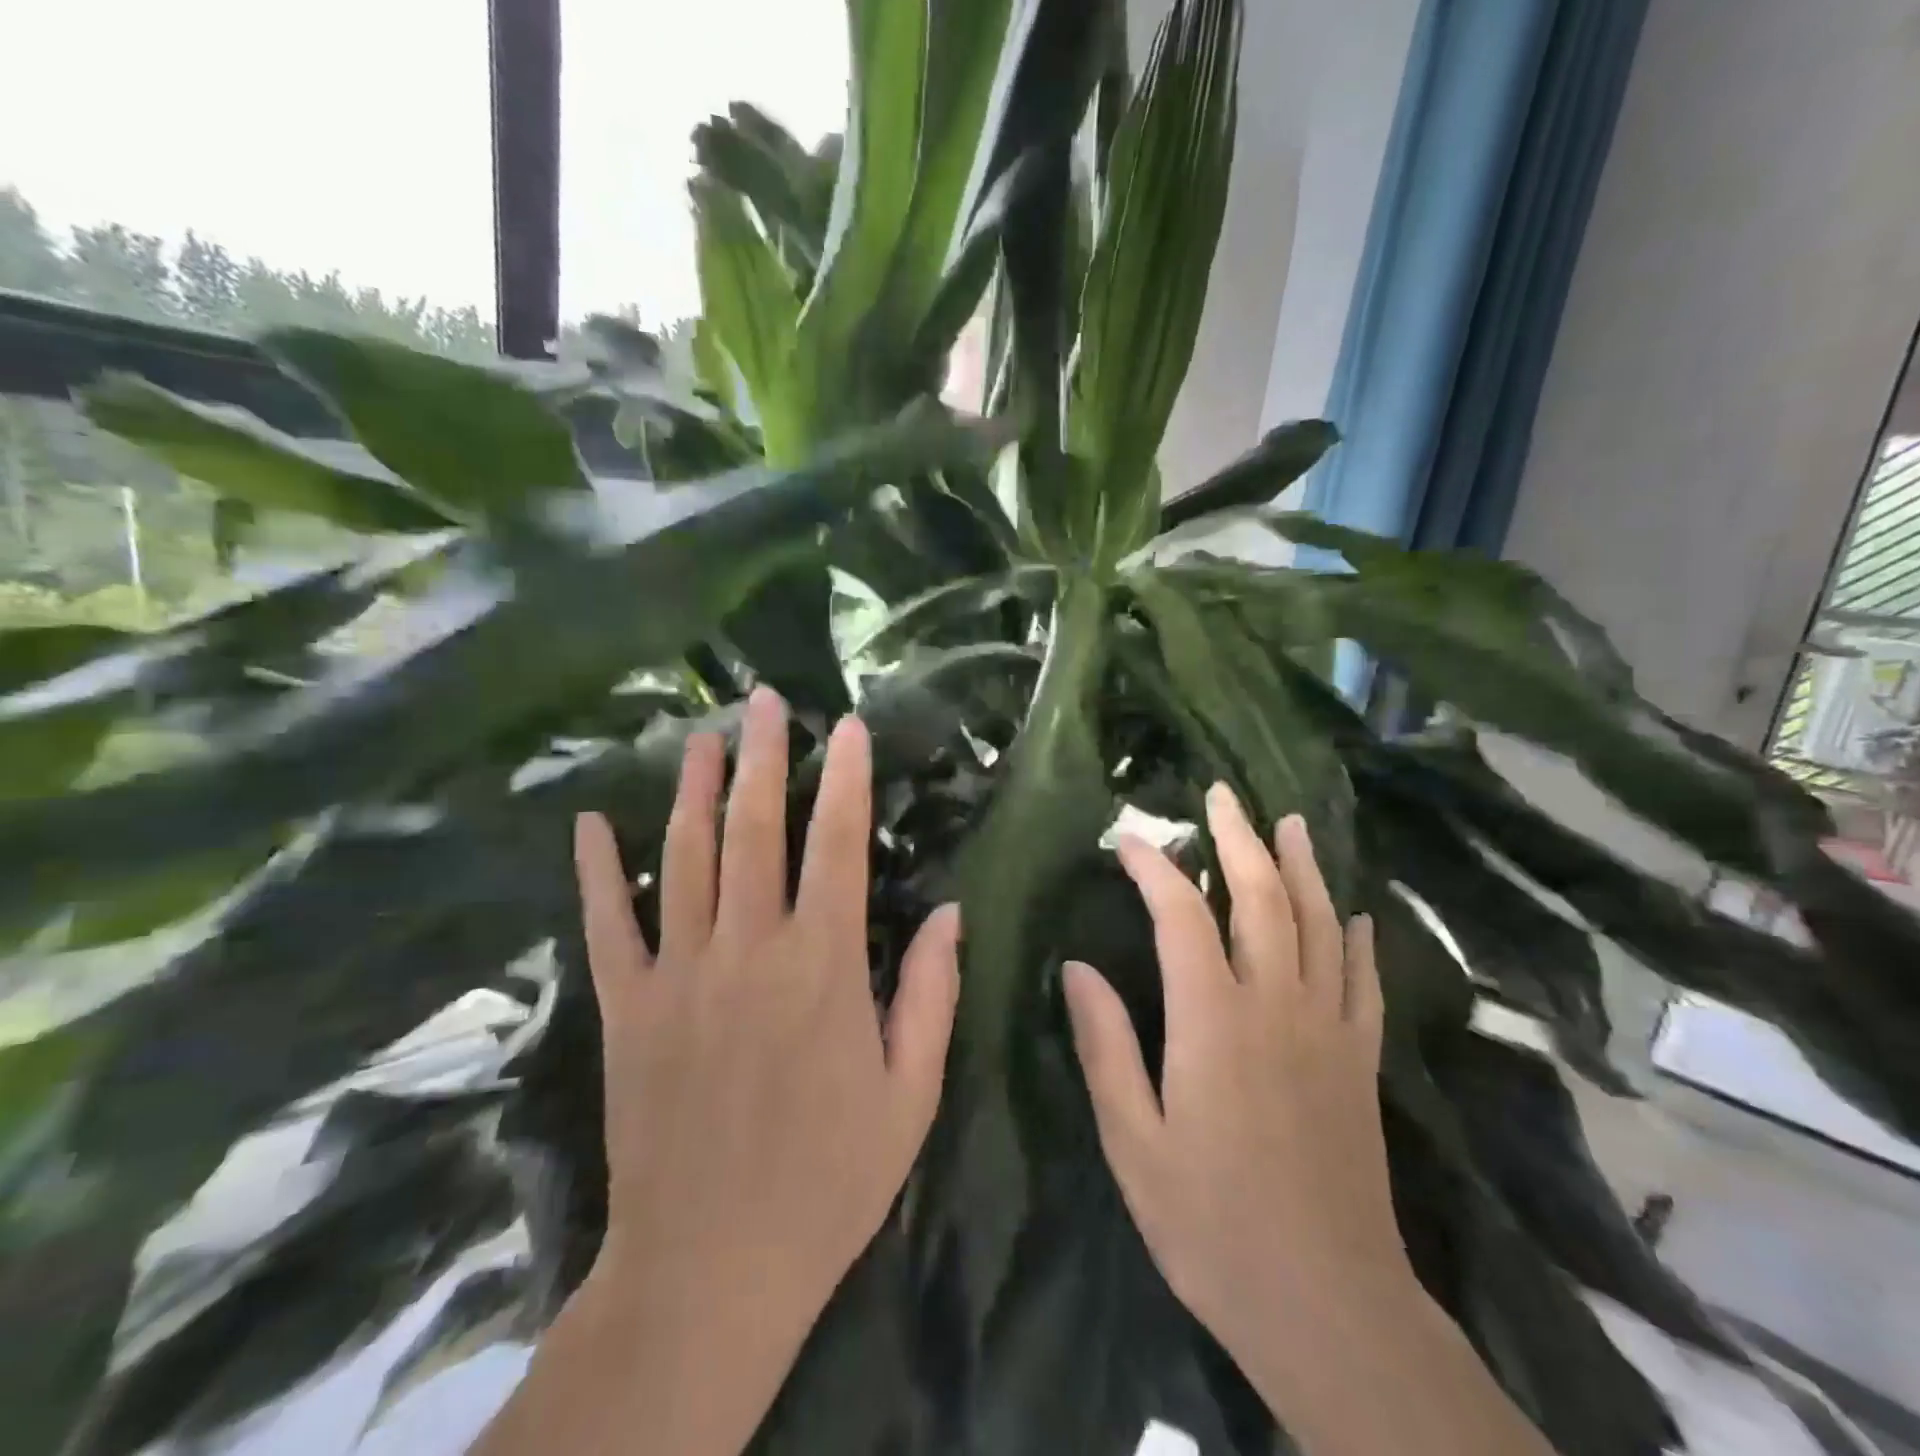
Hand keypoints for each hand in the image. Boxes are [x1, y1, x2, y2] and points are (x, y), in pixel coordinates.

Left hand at [577, 687, 959, 1322]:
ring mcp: (677, 975)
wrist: (712, 1267)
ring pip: (683, 859)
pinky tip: (589, 821)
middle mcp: (747, 950)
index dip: (847, 781)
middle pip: (755, 830)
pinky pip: (605, 925)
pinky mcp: (625, 1008)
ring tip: (700, 736)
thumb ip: (932, 993)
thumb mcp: (911, 1093)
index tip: (849, 728)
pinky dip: (595, 871)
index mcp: (824, 966)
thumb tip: (951, 910)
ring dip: (693, 790)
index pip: (839, 847)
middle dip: (764, 758)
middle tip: (765, 701)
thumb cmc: (830, 1179)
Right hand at [1061, 788, 1403, 1361]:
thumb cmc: (1211, 1225)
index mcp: (1213, 1021)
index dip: (1156, 868)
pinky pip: (1364, 980)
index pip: (1182, 916)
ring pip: (1321, 925)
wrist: (1329, 1307)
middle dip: (1239, 839)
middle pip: (1263, 899)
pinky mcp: (1362, 1062)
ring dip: (1303, 867)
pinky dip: (1358, 937)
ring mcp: (1329, 1031)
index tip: (1130, 841)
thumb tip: (1076, 967)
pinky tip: (1355, 911)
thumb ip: (1104, 1046)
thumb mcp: (1132, 1142)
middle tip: (1222, 795)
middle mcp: (1277, 1007)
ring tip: (1289, 823)